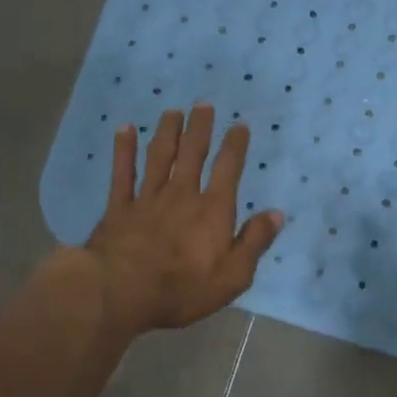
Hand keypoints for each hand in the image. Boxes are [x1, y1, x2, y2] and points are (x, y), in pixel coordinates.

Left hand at [77, 105, 283, 336]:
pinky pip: (123, 172)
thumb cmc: (183, 289)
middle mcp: (182, 195)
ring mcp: (148, 198)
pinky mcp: (119, 207)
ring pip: (159, 156)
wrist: (121, 291)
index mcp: (212, 210)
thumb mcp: (233, 275)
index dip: (235, 146)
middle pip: (193, 153)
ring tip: (172, 111)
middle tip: (203, 105)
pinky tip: (125, 129)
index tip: (239, 126)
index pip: (228, 169)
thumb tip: (276, 214)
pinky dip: (124, 149)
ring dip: (167, 132)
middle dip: (200, 128)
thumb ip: (255, 242)